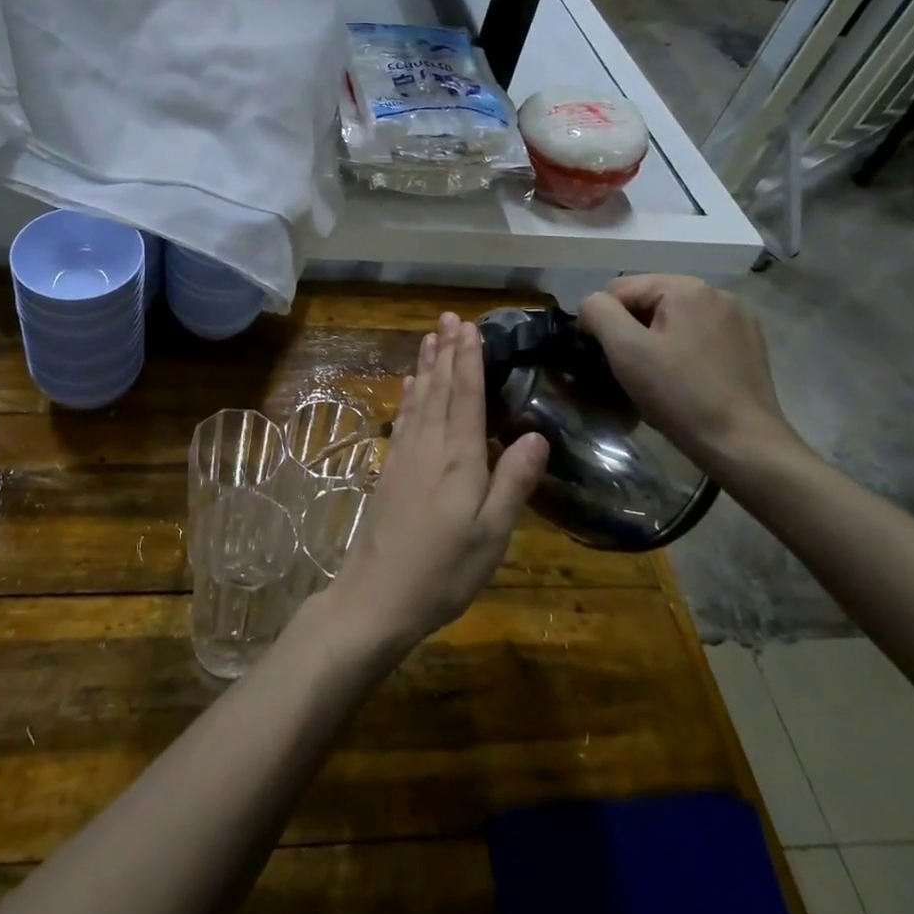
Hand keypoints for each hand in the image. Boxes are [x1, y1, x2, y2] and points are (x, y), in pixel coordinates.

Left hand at [321, 313, 548, 655]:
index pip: (465, 396)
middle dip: (445, 351)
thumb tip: (536, 434)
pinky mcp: (390, 471)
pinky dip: (409, 397)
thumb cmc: (444, 570)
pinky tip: (411, 386)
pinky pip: (403, 420)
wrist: (377, 596)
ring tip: (429, 337)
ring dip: (426, 366)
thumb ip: (513, 481)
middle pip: (439, 389)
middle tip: (448, 317)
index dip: (468, 359)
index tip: (469, 327)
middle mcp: (428, 447)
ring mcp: (404, 457)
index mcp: (458, 458)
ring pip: (419, 399)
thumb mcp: (492, 534)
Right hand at [577, 275, 799, 474]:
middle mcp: (716, 293)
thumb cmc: (679, 394)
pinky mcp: (749, 344)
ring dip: (654, 341)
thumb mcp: (625, 349)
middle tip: (629, 370)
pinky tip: (684, 379)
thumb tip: (592, 304)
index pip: (619, 290)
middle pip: (648, 302)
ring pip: (672, 320)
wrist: (742, 444)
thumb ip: (599, 312)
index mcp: (686, 287)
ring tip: (655, 377)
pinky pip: (698, 336)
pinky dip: (681, 351)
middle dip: (631, 331)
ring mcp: (737, 319)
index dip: (602, 321)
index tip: (603, 357)